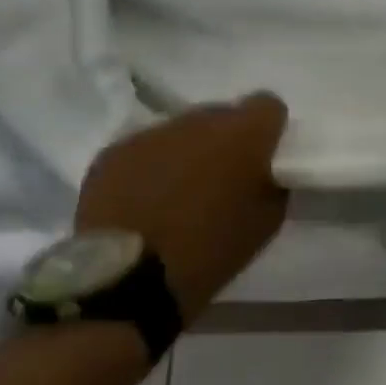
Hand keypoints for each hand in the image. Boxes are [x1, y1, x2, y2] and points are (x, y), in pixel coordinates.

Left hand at [74, 93, 290, 323]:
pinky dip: (152, 166)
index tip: (265, 155)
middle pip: (222, 115)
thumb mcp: (269, 218)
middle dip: (226, 139)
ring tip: (180, 190)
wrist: (131, 279)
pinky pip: (145, 149)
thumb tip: (263, 170)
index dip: (269, 128)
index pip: (268, 105)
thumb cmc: (214, 249)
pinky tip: (147, 199)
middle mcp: (198, 121)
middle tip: (222, 175)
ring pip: (181, 131)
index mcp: (244, 134)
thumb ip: (272, 180)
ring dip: (188, 151)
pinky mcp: (113, 152)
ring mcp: (151, 133)